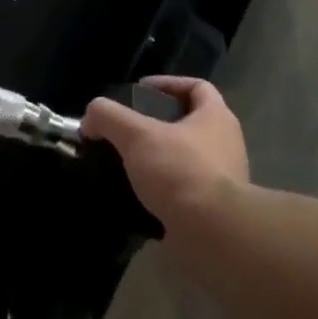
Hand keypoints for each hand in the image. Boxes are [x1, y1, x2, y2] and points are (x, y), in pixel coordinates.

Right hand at [81, 75, 248, 232]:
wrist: (213, 235)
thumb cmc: (180, 171)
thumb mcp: (136, 135)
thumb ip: (109, 117)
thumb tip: (89, 118)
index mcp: (217, 117)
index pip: (197, 86)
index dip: (168, 83)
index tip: (140, 91)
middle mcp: (227, 144)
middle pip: (192, 123)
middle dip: (160, 125)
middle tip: (130, 131)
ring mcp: (226, 180)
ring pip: (188, 159)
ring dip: (162, 160)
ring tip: (130, 165)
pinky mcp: (216, 211)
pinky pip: (187, 192)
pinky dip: (165, 191)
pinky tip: (140, 198)